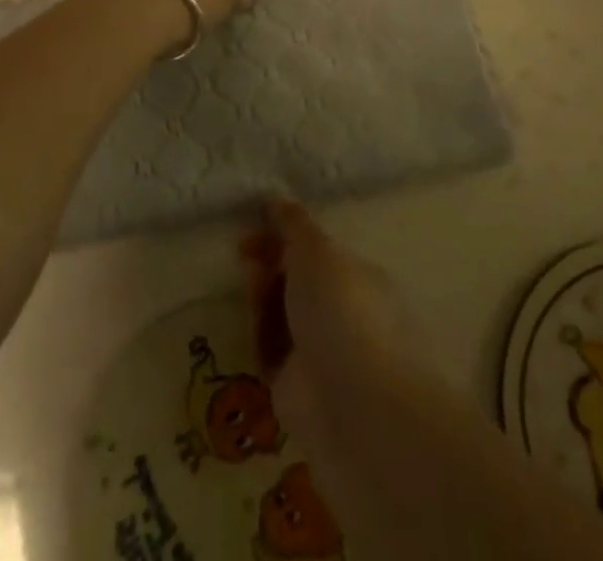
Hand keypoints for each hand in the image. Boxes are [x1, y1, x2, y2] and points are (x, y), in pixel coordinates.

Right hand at [241, 200, 419, 438]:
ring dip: (262, 295)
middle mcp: (343, 314)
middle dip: (270, 262)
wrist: (351, 405)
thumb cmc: (341, 310)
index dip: (286, 234)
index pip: (318, 251)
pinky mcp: (297, 389)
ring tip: (250, 284)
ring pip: (281, 315)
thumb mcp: (316, 250)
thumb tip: (275, 197)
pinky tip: (253, 326)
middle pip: (297, 281)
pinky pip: (271, 352)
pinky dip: (260, 336)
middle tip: (243, 250)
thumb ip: (293, 223)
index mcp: (359, 278)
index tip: (257, 221)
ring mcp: (321, 353)